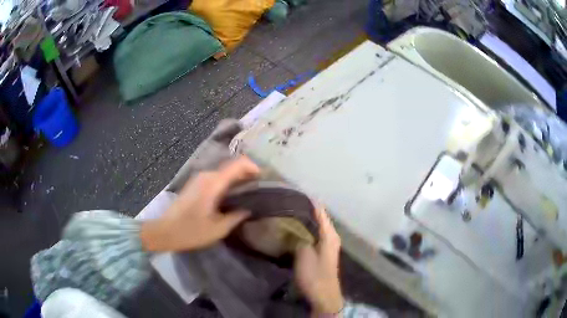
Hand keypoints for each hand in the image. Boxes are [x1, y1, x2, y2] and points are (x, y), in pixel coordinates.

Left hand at [140, 156, 259, 251]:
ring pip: (224, 172)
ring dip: (237, 179)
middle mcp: (206, 176)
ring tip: (248, 194)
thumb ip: (236, 216)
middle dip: (247, 174)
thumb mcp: (218, 229)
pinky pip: (216, 178)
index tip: (264, 179)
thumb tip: (248, 209)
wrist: (165, 231)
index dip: (253, 167)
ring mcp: (199, 179)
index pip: (238, 164)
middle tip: (259, 189)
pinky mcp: (195, 184)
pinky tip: (231, 197)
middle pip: (231, 166)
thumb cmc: (191, 231)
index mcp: (213, 184)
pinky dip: (227, 183)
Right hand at [295, 205, 343, 315]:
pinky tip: (294, 230)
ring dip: (305, 220)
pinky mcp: (322, 253)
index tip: (298, 192)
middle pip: (319, 218)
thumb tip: (295, 229)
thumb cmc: (315, 275)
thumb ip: (300, 239)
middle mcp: (331, 237)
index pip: (320, 212)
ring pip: (316, 227)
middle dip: (306, 210)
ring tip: (289, 212)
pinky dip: (305, 230)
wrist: (323, 295)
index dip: (311, 202)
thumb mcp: (304, 255)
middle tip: (289, 202)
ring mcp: (327, 245)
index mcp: (329, 235)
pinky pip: (313, 235)